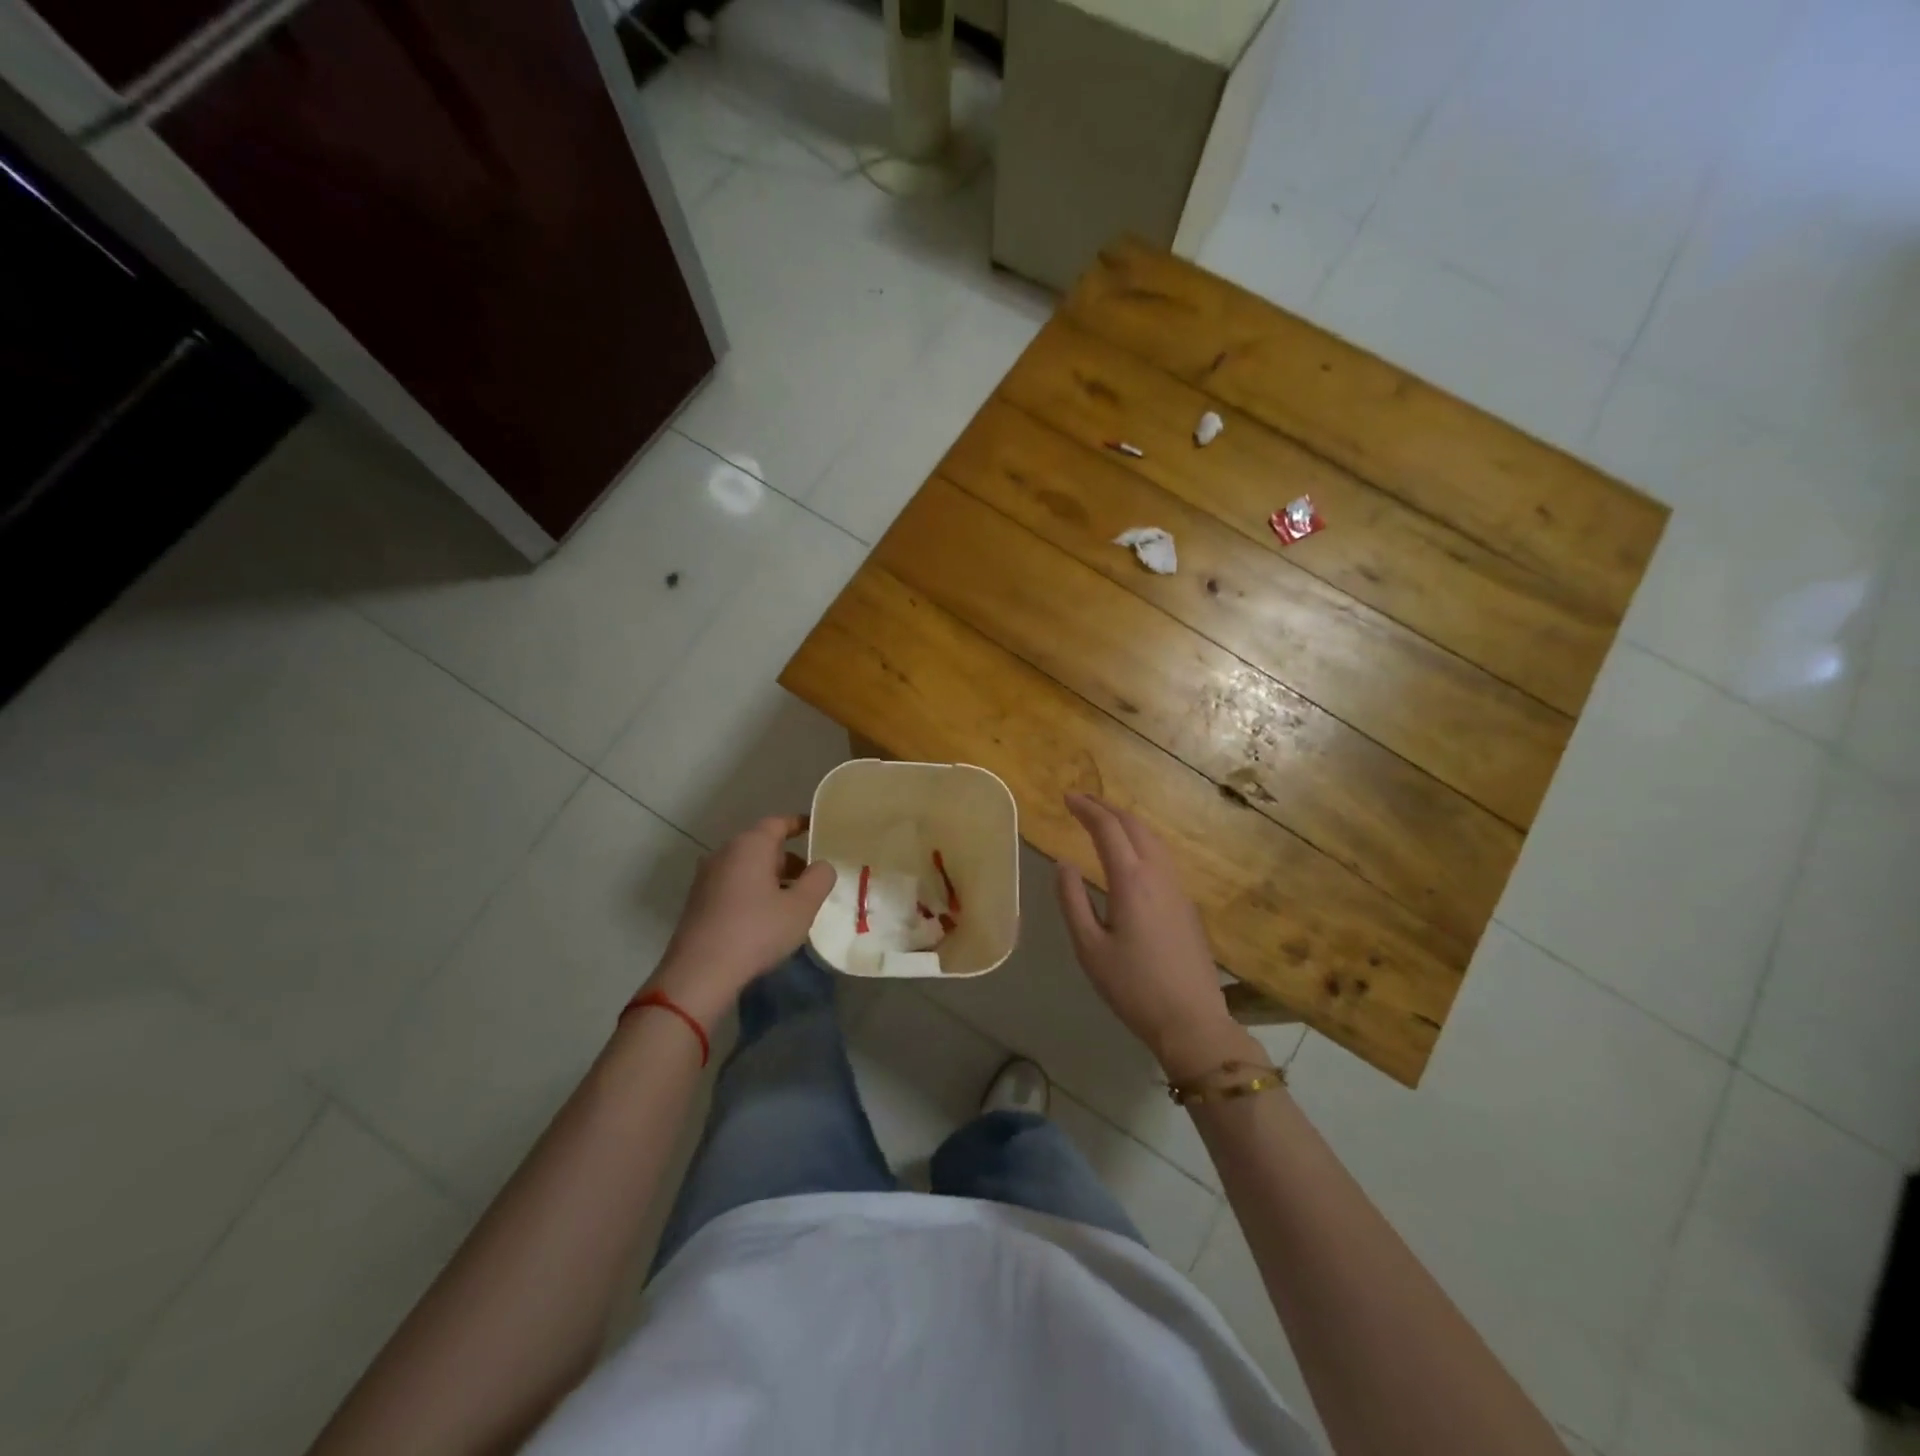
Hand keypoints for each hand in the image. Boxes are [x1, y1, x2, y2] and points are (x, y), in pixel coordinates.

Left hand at [645, 816, 835, 1027]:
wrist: (700, 973)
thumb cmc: (756, 931)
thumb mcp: (802, 906)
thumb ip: (819, 879)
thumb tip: (821, 866)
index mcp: (750, 845)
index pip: (778, 823)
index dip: (799, 824)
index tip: (816, 829)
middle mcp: (725, 853)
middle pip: (762, 845)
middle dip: (789, 858)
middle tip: (811, 878)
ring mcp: (707, 877)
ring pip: (747, 867)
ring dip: (771, 878)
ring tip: (792, 902)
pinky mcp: (698, 902)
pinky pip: (734, 885)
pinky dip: (753, 891)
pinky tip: (765, 918)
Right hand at [1055, 794, 1258, 1079]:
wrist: (1191, 1020)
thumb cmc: (1133, 987)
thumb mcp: (1089, 948)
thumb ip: (1072, 901)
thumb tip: (1063, 864)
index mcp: (1131, 881)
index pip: (1108, 829)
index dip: (1087, 809)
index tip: (1067, 798)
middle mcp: (1158, 874)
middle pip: (1134, 826)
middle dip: (1106, 808)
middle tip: (1081, 802)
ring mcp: (1177, 886)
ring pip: (1153, 838)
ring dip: (1126, 821)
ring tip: (1103, 819)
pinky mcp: (1186, 902)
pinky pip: (1162, 854)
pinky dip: (1141, 838)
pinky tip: (1131, 851)